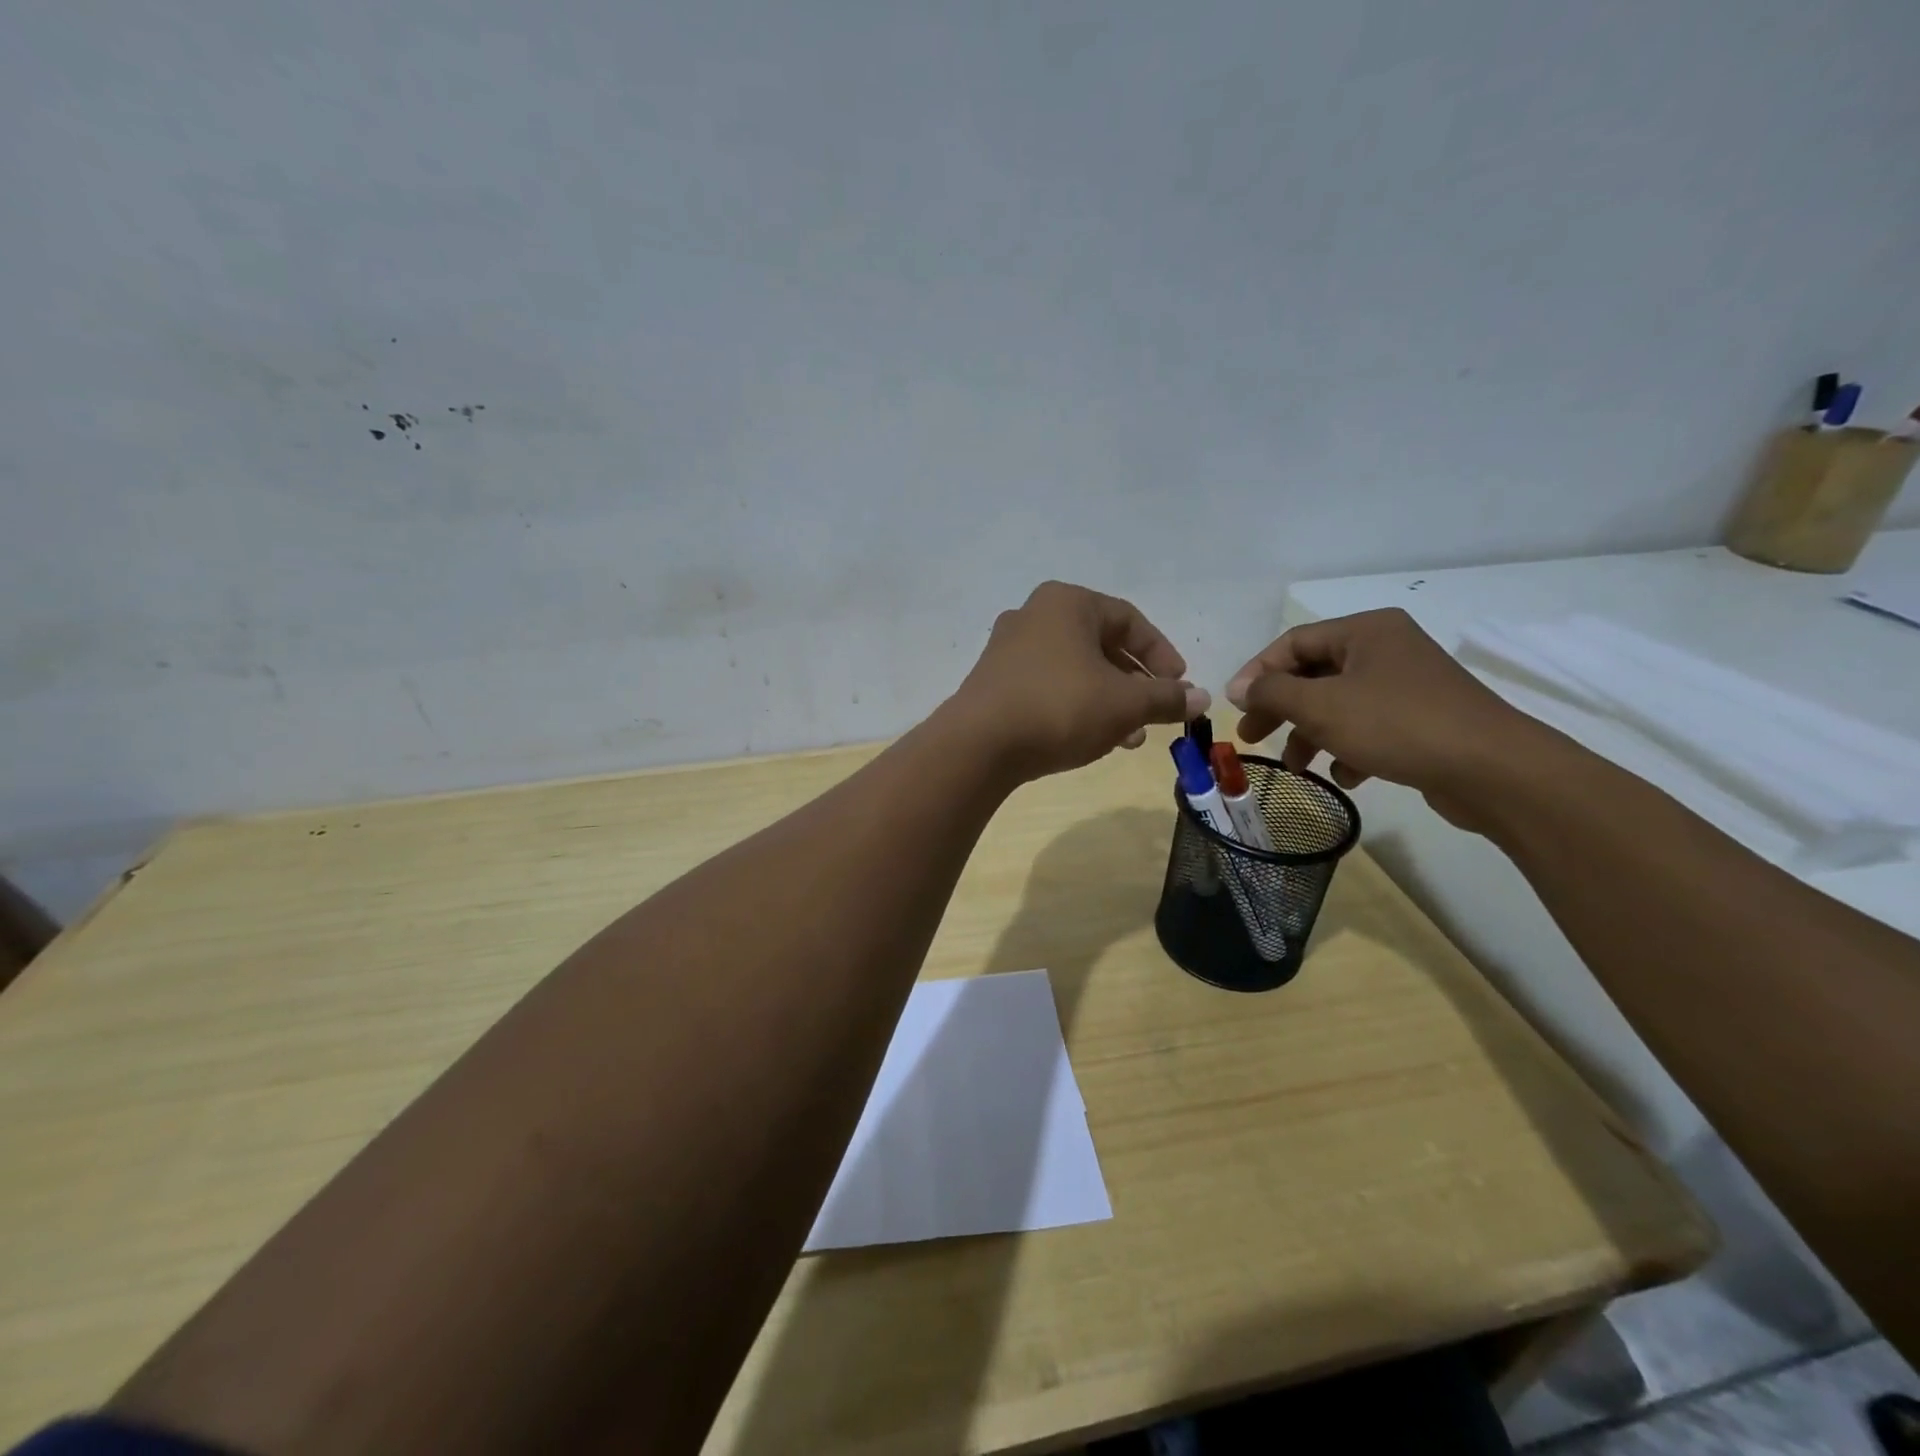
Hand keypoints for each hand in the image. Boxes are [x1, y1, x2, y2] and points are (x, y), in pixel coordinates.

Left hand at [949, 581, 1209, 781]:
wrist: (978, 744)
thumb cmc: (1060, 707)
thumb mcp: (1124, 704)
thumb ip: (1166, 698)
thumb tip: (1202, 699)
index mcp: (1067, 602)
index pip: (1129, 620)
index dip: (1161, 654)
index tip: (1180, 685)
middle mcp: (1034, 615)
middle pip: (1101, 645)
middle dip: (1134, 684)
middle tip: (1155, 714)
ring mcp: (1008, 649)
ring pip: (1075, 670)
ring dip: (1107, 701)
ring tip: (1129, 738)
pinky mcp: (993, 681)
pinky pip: (1047, 686)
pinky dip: (1075, 706)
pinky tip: (1089, 739)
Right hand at [1224, 608, 1551, 826]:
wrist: (1491, 769)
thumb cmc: (1396, 725)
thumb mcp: (1320, 706)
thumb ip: (1271, 692)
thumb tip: (1239, 687)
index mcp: (1365, 630)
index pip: (1293, 643)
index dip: (1257, 674)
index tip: (1235, 708)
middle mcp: (1387, 649)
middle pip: (1314, 675)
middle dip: (1281, 709)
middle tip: (1253, 738)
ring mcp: (1408, 685)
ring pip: (1340, 705)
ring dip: (1311, 735)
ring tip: (1297, 767)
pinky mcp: (1423, 720)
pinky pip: (1370, 727)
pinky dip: (1349, 749)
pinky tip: (1348, 776)